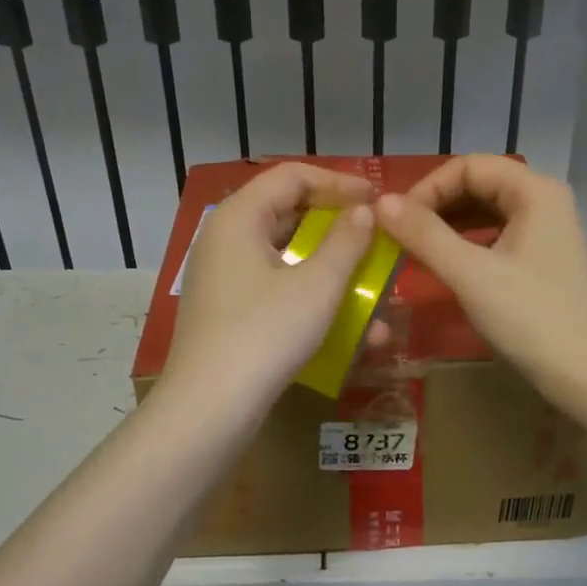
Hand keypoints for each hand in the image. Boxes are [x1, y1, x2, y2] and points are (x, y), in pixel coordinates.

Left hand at [162, 162, 376, 410]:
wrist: (210, 408)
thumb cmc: (266, 334)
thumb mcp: (317, 286)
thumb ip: (346, 242)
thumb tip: (362, 212)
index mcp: (239, 217)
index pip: (292, 176)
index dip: (339, 183)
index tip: (377, 199)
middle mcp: (225, 240)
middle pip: (288, 215)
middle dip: (338, 229)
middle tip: (376, 240)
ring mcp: (224, 279)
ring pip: (287, 259)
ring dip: (332, 271)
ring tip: (373, 290)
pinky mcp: (229, 313)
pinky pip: (277, 291)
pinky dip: (311, 300)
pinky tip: (350, 329)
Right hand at [374, 155, 586, 401]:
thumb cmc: (533, 319)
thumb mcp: (471, 274)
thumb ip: (424, 235)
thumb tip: (380, 202)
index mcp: (535, 191)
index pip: (468, 166)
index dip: (427, 188)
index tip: (396, 222)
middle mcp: (544, 202)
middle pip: (479, 185)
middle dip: (436, 206)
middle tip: (400, 238)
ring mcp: (548, 234)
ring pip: (487, 214)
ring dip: (448, 227)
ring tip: (415, 252)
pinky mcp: (544, 263)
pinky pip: (497, 239)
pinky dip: (467, 247)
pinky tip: (447, 268)